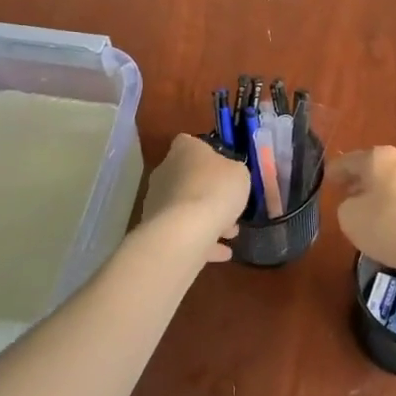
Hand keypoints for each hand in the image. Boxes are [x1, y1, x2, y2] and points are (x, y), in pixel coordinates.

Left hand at [140, 133, 247, 263]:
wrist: (185, 230)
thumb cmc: (216, 189)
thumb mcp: (239, 173)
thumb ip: (233, 171)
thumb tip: (226, 175)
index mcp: (184, 150)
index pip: (190, 143)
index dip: (207, 154)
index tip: (223, 168)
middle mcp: (165, 171)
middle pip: (188, 177)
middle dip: (209, 192)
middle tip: (230, 205)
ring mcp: (157, 201)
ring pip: (186, 206)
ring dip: (206, 218)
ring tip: (231, 234)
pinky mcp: (156, 228)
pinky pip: (182, 231)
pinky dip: (201, 240)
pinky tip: (222, 253)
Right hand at [329, 146, 395, 270]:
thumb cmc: (388, 225)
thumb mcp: (349, 217)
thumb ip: (346, 205)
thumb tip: (356, 203)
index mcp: (378, 157)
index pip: (348, 160)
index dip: (335, 171)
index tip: (326, 180)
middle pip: (373, 169)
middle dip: (359, 181)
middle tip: (344, 194)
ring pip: (391, 184)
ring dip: (378, 195)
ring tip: (366, 214)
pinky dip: (394, 208)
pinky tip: (389, 225)